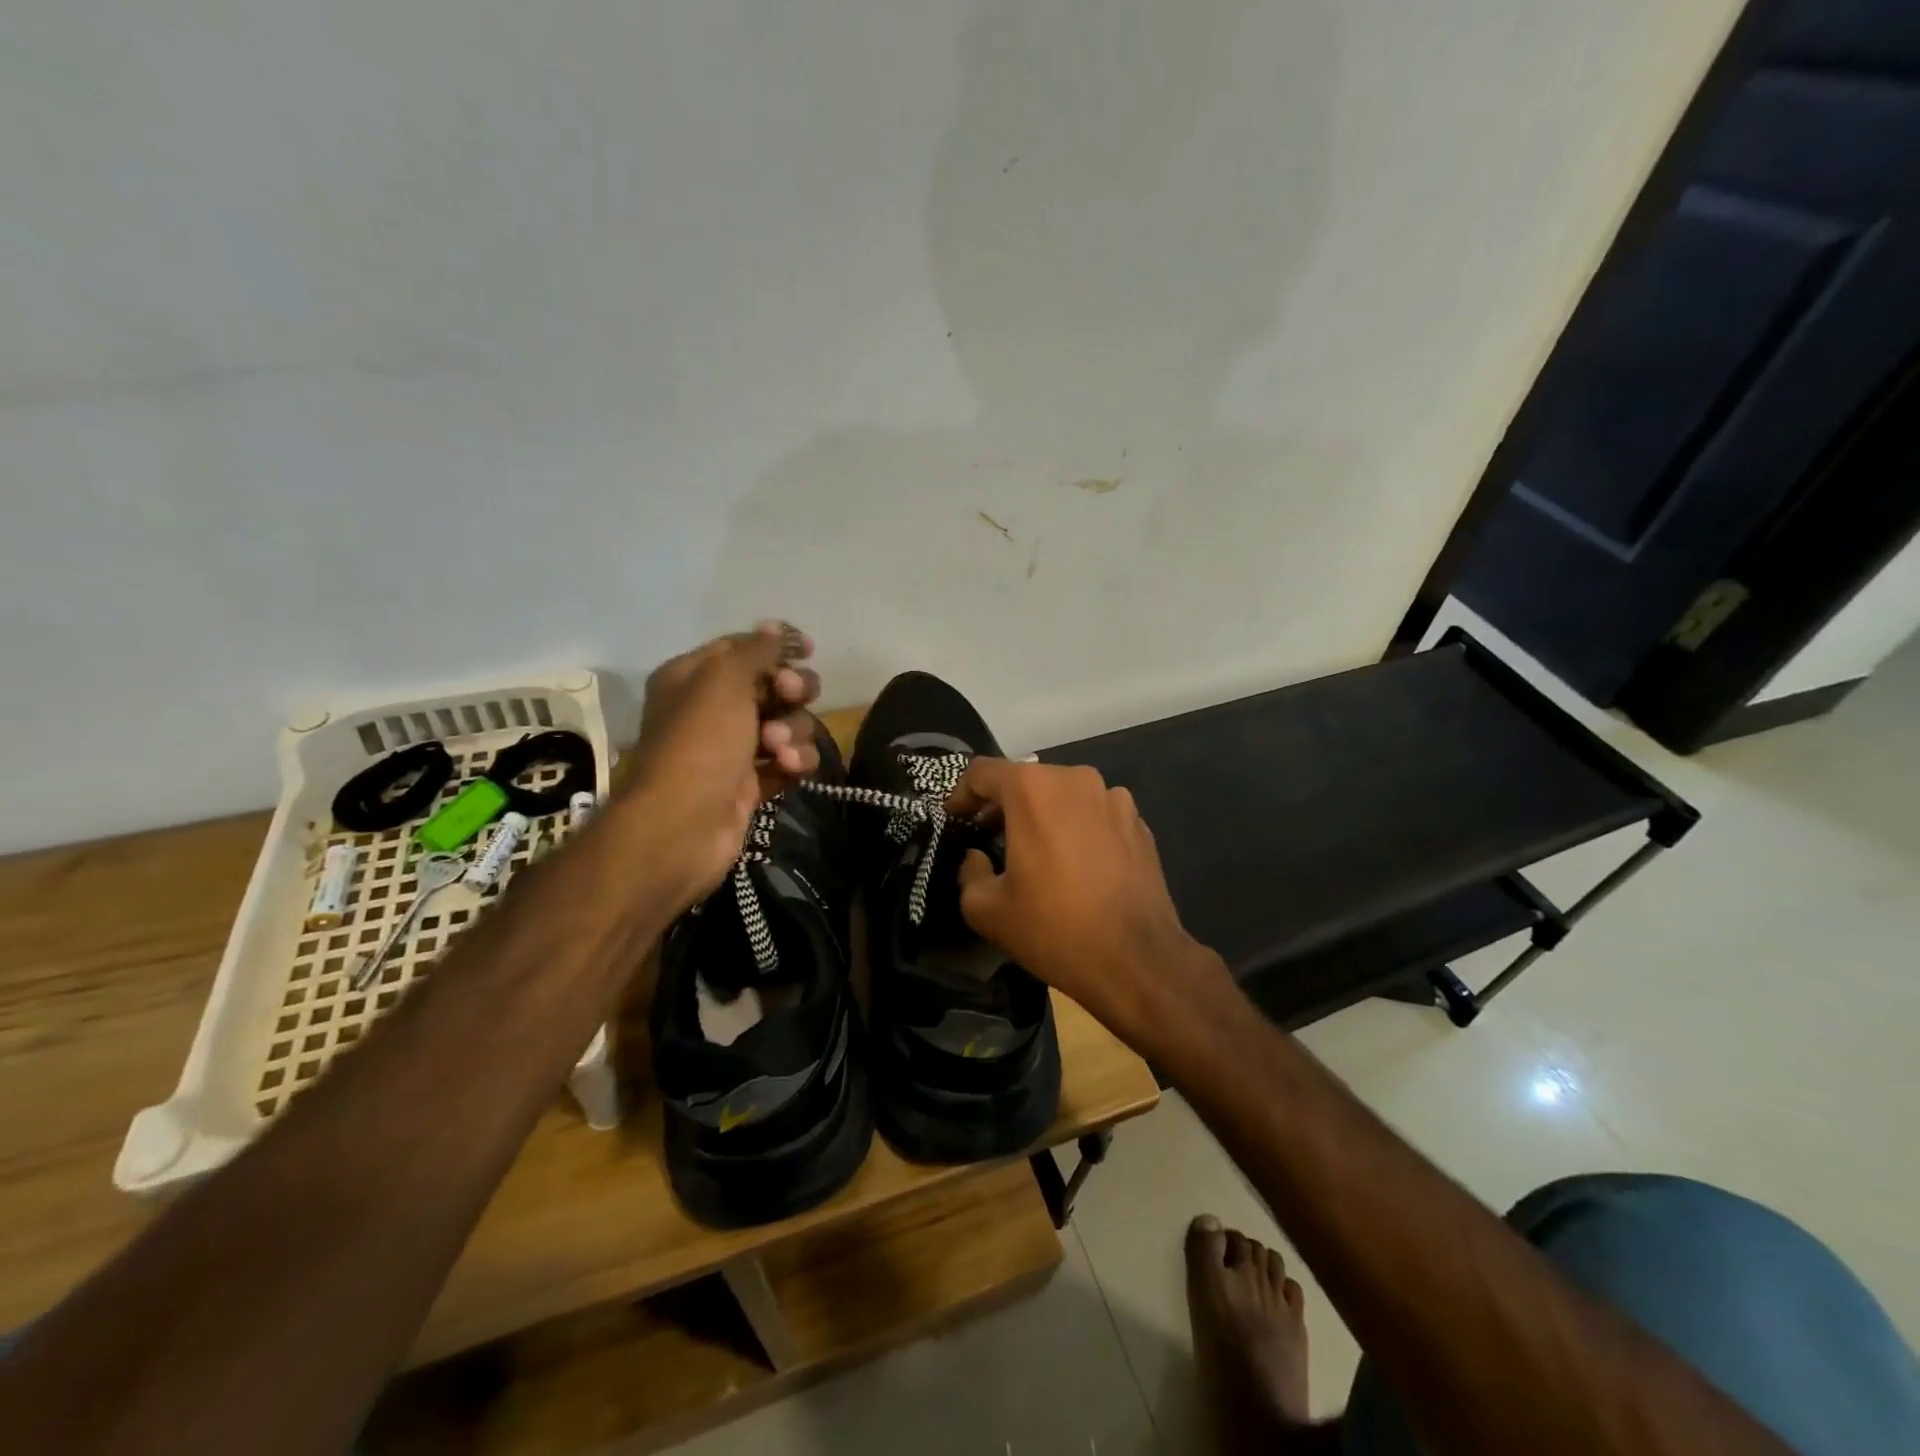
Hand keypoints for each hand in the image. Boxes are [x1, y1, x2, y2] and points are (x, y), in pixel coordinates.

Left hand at [620, 622, 822, 902]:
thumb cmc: (700, 742)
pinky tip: (788, 768)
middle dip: (792, 690)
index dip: (776, 645)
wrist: (683, 825)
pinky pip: (786, 760)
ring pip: (786, 724)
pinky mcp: (751, 783)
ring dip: (794, 730)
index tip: (807, 649)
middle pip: (772, 685)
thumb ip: (755, 651)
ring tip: (779, 748)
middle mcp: (711, 709)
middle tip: (791, 695)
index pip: (742, 648)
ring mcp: (732, 749)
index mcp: (694, 677)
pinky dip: (793, 761)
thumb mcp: (724, 681)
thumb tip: (773, 626)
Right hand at [948, 759, 1231, 1046]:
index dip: (961, 794)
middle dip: (1002, 806)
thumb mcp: (987, 910)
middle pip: (1026, 780)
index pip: (982, 772)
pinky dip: (1076, 828)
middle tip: (989, 839)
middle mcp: (1075, 779)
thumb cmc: (1055, 930)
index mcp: (1033, 789)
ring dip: (1042, 815)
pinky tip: (1075, 866)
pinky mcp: (1138, 822)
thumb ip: (968, 872)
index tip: (956, 820)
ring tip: (1035, 853)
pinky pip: (1094, 814)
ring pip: (1063, 796)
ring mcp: (1114, 798)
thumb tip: (977, 857)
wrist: (1138, 962)